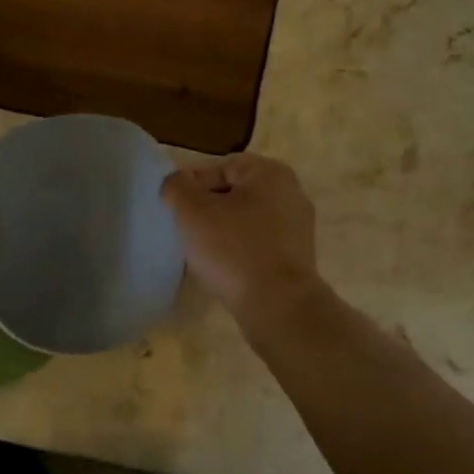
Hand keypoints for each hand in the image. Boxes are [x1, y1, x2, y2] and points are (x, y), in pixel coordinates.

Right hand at [161, 154, 321, 319]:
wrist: (277, 305)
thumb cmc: (233, 250)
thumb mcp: (192, 211)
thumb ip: (177, 187)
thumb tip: (176, 184)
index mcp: (270, 173)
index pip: (220, 167)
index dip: (191, 185)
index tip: (174, 209)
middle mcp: (291, 193)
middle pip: (235, 193)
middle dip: (207, 209)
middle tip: (185, 230)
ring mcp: (298, 227)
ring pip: (246, 220)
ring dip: (222, 231)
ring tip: (201, 252)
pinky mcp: (297, 257)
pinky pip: (258, 244)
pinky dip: (239, 250)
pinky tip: (224, 268)